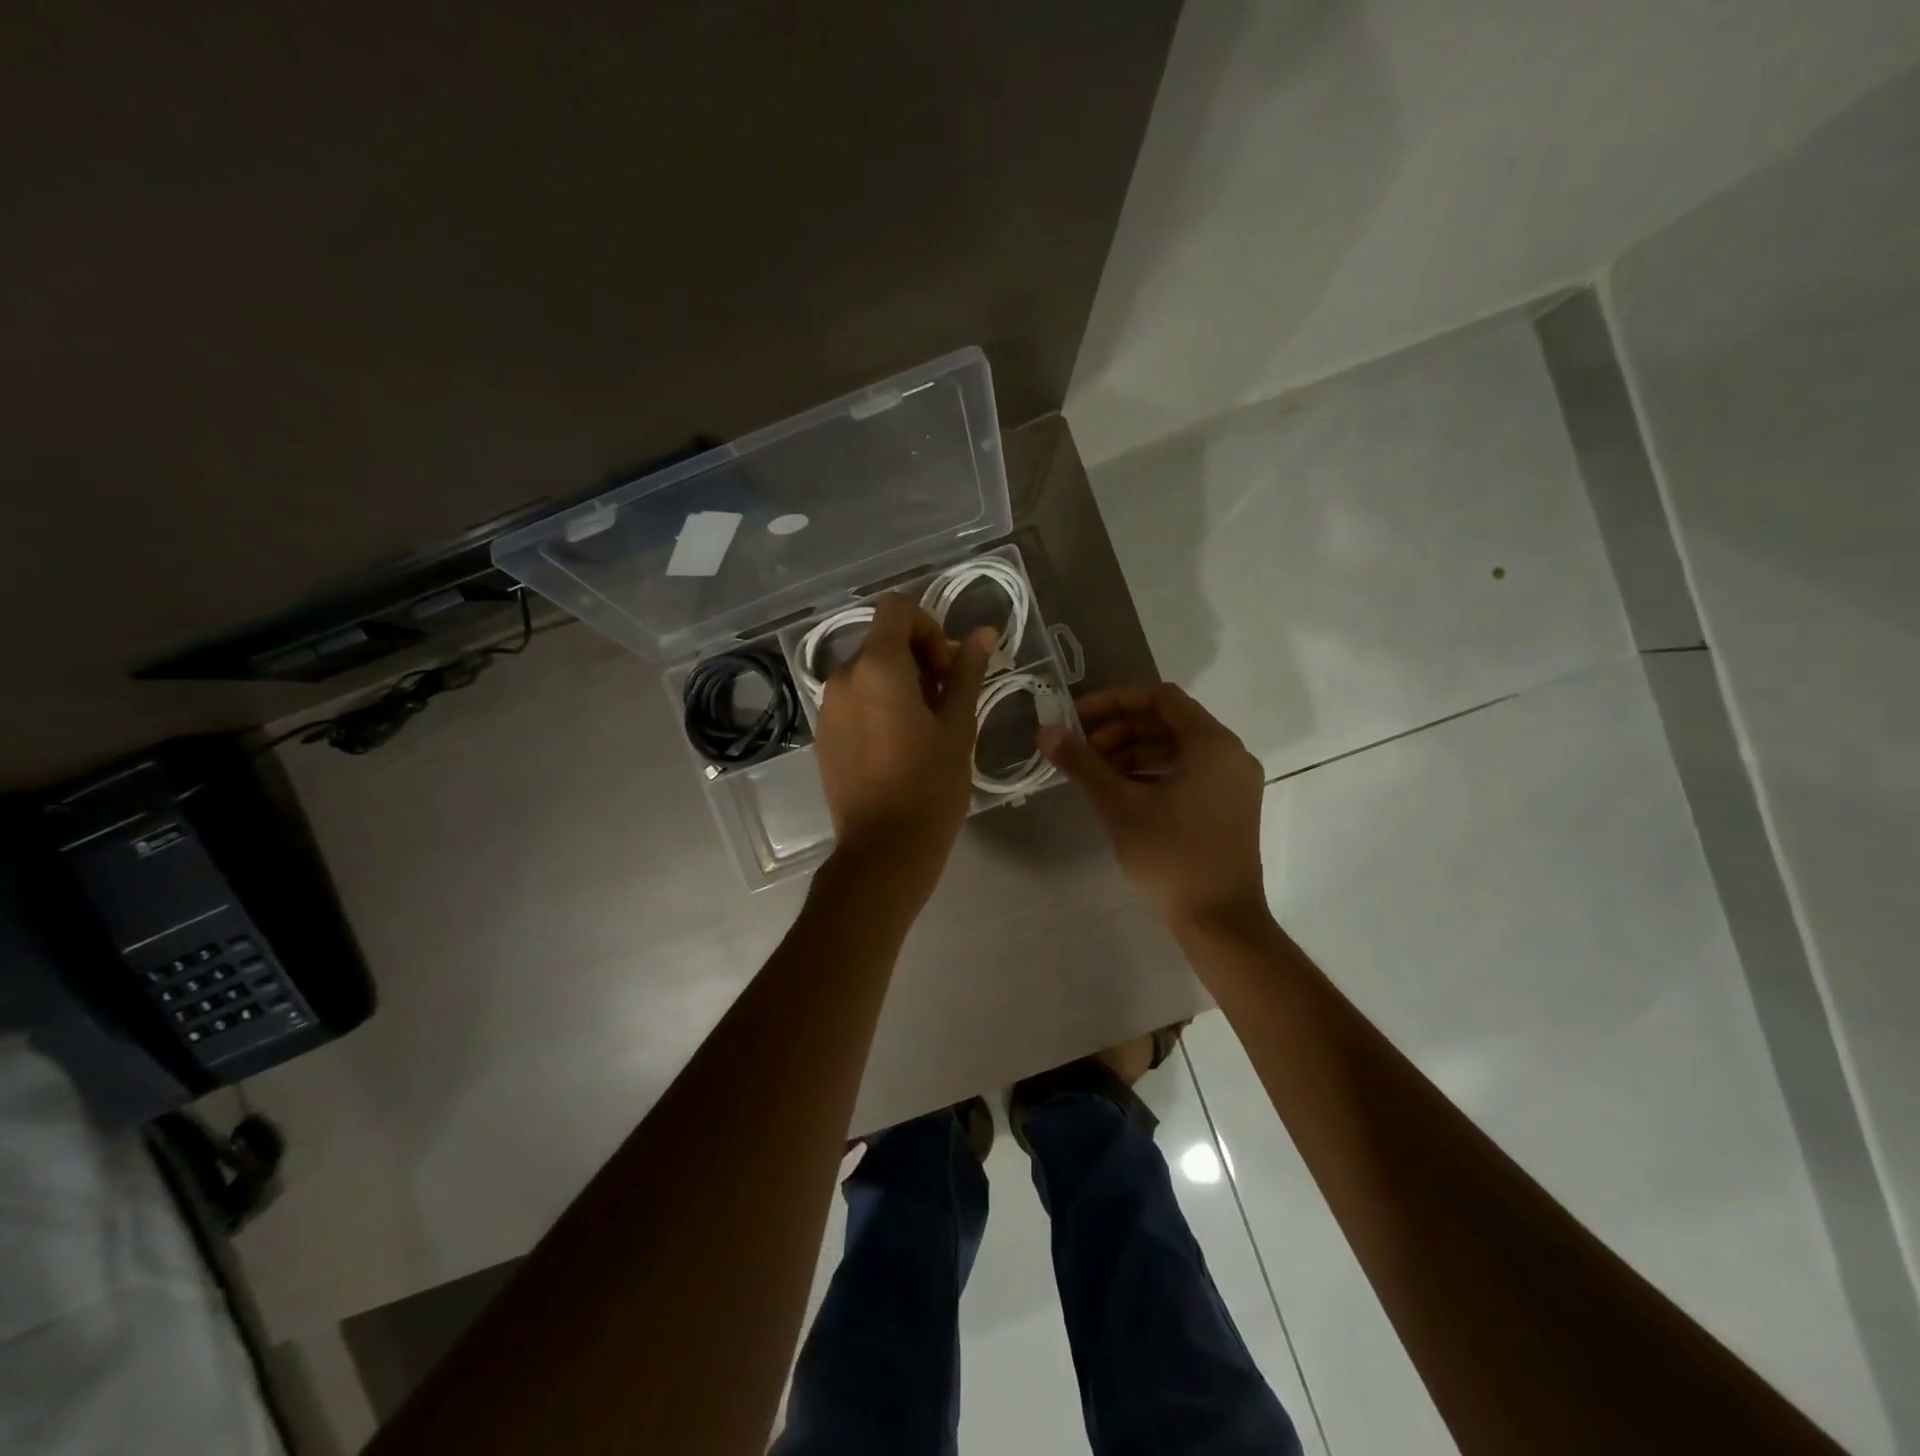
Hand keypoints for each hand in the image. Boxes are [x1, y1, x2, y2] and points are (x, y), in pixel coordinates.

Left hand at [815, 593, 992, 902]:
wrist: (883, 850)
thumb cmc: (930, 785)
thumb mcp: (958, 725)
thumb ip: (968, 672)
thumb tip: (984, 633)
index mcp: (877, 667)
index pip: (896, 608)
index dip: (928, 626)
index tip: (947, 668)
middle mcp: (842, 677)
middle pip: (881, 639)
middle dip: (918, 656)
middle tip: (945, 699)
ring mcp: (827, 707)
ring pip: (867, 670)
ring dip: (898, 681)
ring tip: (924, 725)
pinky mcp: (823, 733)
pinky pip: (853, 699)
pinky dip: (877, 703)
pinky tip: (898, 743)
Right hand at [1041, 683, 1269, 930]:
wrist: (1220, 922)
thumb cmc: (1171, 856)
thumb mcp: (1120, 806)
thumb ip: (1082, 763)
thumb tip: (1046, 731)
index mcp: (1212, 743)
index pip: (1160, 697)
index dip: (1114, 701)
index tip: (1077, 718)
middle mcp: (1230, 754)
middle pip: (1168, 722)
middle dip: (1120, 730)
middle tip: (1082, 750)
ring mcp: (1233, 783)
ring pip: (1176, 749)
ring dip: (1133, 752)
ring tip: (1095, 773)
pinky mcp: (1229, 807)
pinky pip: (1187, 772)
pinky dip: (1152, 773)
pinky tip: (1121, 793)